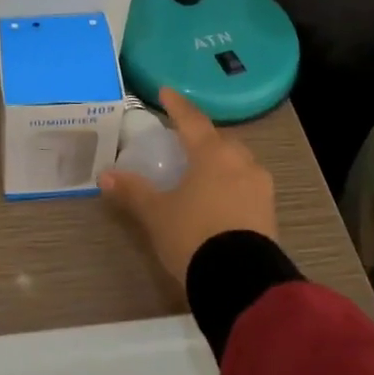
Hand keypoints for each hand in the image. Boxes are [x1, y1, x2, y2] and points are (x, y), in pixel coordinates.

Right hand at [99, 88, 277, 281]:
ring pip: (237, 162)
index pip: (191, 120)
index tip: (166, 92)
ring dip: (220, 161)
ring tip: (201, 171)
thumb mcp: (157, 214)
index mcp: (212, 153)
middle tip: (183, 140)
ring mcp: (260, 187)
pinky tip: (219, 199)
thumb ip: (133, 191)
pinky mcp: (269, 213)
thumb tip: (104, 175)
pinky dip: (231, 184)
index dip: (176, 106)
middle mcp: (241, 162)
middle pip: (219, 140)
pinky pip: (246, 186)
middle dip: (202, 137)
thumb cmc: (194, 235)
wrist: (241, 282)